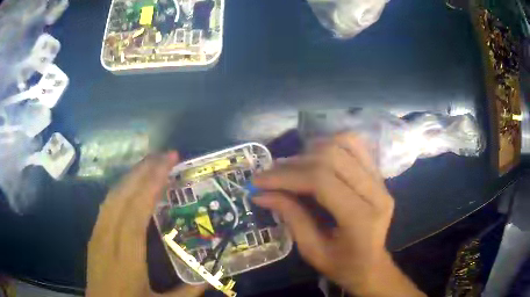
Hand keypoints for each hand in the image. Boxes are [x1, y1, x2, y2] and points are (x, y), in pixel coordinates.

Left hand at [87, 153, 205, 296]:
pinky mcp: (94, 236)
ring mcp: (97, 235)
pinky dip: (120, 189)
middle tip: (165, 154)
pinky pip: (106, 204)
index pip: (137, 211)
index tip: (168, 163)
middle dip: (144, 171)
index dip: (151, 184)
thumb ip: (187, 292)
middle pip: (123, 196)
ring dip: (131, 176)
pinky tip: (130, 185)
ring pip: (112, 196)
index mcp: (126, 256)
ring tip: (151, 163)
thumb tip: (210, 277)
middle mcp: (108, 238)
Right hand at [253, 134, 423, 296]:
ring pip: (345, 144)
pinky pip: (355, 146)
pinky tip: (315, 157)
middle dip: (294, 163)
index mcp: (360, 218)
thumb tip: (261, 193)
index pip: (322, 180)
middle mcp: (376, 193)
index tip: (259, 181)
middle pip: (332, 157)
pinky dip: (331, 145)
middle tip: (271, 174)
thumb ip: (291, 217)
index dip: (287, 176)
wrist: (371, 265)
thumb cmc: (341, 265)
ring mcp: (381, 181)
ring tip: (292, 166)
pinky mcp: (379, 175)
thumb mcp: (311, 250)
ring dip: (313, 150)